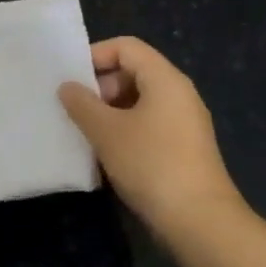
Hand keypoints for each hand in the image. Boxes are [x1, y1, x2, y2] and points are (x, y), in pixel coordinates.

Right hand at [59, 37, 242, 233]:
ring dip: (109, 112)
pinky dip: (124, 131)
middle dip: (100, 87)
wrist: (198, 219)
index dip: (95, 55)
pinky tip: (105, 154)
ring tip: (84, 132)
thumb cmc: (150, 164)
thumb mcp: (107, 131)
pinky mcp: (183, 148)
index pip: (127, 47)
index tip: (69, 78)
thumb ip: (82, 104)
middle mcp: (179, 94)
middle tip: (74, 109)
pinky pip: (148, 125)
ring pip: (139, 102)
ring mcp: (184, 122)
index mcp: (165, 79)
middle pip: (134, 72)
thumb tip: (67, 87)